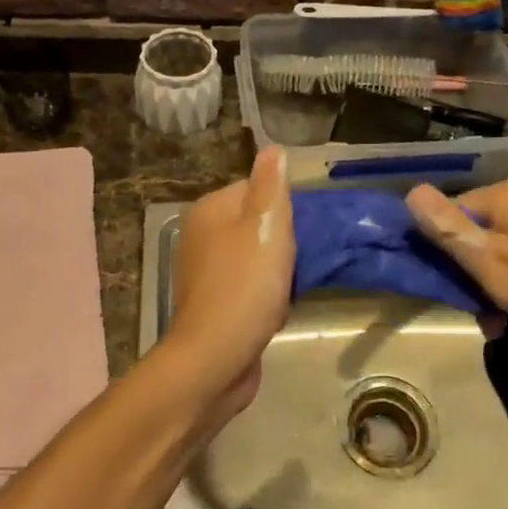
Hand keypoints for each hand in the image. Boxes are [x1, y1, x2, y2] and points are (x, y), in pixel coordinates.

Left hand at [162, 146, 293, 427]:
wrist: (216, 360)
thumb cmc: (244, 286)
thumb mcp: (266, 226)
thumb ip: (271, 186)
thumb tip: (273, 149)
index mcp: (209, 211)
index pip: (255, 188)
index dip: (284, 205)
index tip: (305, 225)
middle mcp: (201, 236)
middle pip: (256, 223)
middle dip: (283, 238)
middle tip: (306, 253)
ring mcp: (205, 273)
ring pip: (255, 256)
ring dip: (279, 268)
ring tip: (298, 280)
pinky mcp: (214, 305)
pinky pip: (249, 286)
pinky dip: (267, 294)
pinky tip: (282, 305)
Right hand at [405, 177, 507, 357]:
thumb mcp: (492, 266)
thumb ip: (449, 230)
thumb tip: (411, 192)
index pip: (452, 213)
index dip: (445, 251)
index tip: (453, 289)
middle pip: (478, 229)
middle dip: (474, 272)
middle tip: (483, 313)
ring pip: (503, 245)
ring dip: (497, 282)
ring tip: (505, 320)